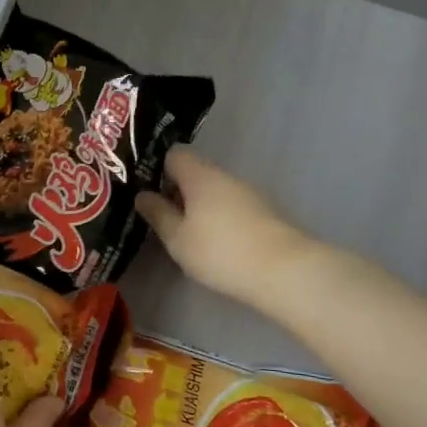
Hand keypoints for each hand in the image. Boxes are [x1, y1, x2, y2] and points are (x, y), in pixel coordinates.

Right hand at [137, 148, 314, 312]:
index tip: (147, 192)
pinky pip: (231, 207)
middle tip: (161, 219)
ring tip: (186, 236)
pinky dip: (218, 219)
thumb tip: (142, 195)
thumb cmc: (219, 251)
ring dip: (198, 208)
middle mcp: (225, 176)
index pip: (174, 155)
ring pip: (214, 192)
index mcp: (199, 175)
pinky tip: (214, 244)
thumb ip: (158, 214)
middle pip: (195, 173)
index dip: (157, 169)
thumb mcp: (177, 237)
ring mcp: (248, 194)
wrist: (284, 271)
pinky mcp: (264, 214)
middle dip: (177, 192)